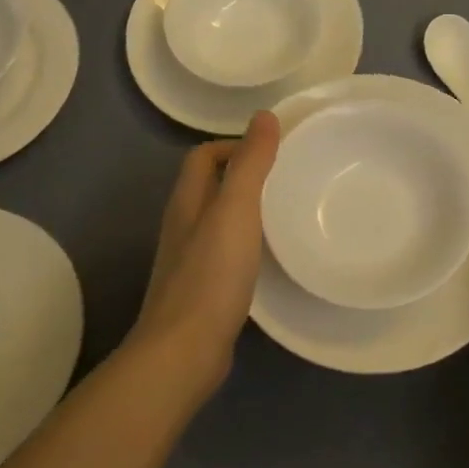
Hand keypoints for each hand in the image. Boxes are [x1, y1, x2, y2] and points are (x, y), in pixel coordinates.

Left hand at [128, 111, 279, 400]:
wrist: (184, 351)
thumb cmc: (211, 274)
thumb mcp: (236, 210)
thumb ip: (251, 163)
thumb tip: (264, 116)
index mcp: (187, 202)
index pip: (203, 156)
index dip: (233, 146)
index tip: (272, 154)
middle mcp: (183, 226)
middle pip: (209, 187)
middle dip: (243, 176)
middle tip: (286, 180)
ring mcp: (189, 261)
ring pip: (218, 221)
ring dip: (246, 211)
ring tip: (284, 213)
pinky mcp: (201, 291)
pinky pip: (225, 253)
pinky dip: (246, 244)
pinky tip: (269, 257)